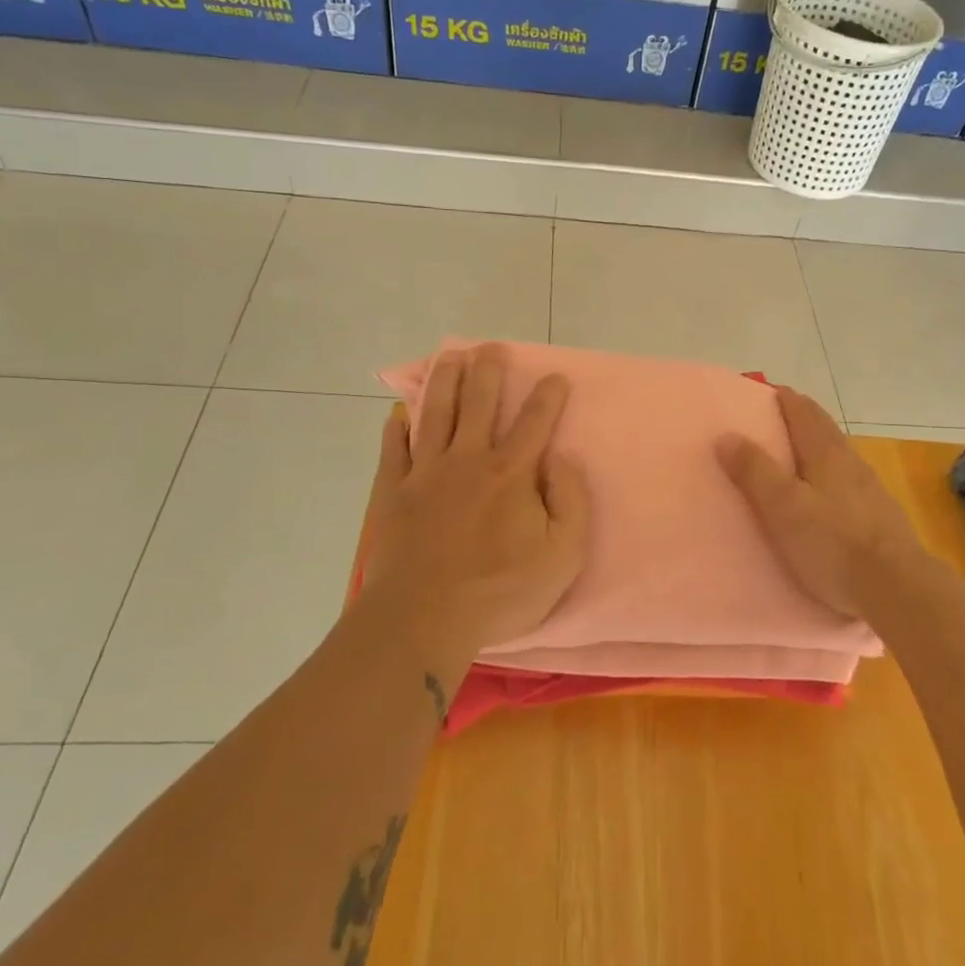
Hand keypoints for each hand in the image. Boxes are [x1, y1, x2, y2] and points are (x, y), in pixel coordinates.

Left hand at [359, 344, 589, 673]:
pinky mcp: (393, 492)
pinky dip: (396, 427)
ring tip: (449, 357)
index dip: (548, 396)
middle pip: (478, 402)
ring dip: (444, 381)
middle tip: (492, 348)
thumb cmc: (500, 591)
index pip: (535, 422)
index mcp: (510, 472)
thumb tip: (563, 458)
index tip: (555, 377)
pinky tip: (398, 413)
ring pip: (434, 413)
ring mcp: (425, 473)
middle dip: (488, 371)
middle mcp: (467, 460)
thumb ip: (571, 502)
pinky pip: (393, 449)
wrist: (423, 618)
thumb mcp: (562, 556)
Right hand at [717, 386, 931, 621]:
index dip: (785, 399)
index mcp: (826, 453)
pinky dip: (830, 478)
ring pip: (839, 457)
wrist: (897, 588)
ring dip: (817, 449)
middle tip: (776, 419)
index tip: (766, 392)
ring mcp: (871, 490)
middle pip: (825, 431)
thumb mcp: (782, 506)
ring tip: (796, 458)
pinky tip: (826, 498)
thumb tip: (727, 434)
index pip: (804, 412)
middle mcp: (852, 463)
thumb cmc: (832, 543)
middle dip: (802, 419)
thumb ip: (754, 471)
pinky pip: (849, 484)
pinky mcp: (881, 518)